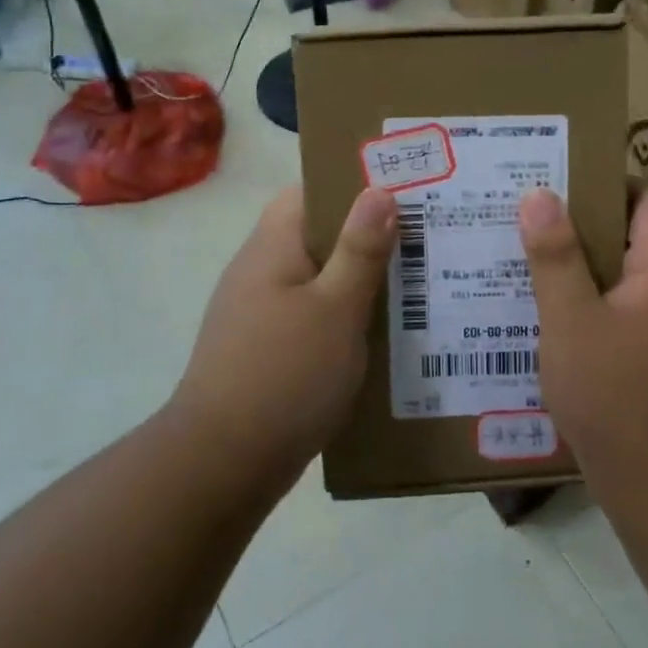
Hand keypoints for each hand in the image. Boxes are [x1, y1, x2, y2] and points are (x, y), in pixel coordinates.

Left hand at [173, 185, 396, 481]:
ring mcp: (262, 312)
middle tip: (425, 235)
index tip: (404, 187)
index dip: (353, 183)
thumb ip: (360, 250)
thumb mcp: (335, 309)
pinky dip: (348, 316)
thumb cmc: (284, 375)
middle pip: (320, 235)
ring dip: (362, 278)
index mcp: (272, 247)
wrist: (223, 465)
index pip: (310, 192)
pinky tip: (385, 332)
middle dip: (370, 234)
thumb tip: (379, 189)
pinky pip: (316, 316)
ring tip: (418, 280)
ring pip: (321, 279)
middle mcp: (262, 271)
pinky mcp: (269, 350)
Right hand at [520, 187, 647, 500]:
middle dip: (578, 225)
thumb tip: (539, 195)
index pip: (643, 197)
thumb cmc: (617, 396)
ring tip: (525, 258)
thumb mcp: (572, 321)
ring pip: (625, 274)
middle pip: (632, 233)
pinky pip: (627, 307)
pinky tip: (549, 312)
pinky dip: (593, 301)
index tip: (548, 183)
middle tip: (523, 220)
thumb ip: (555, 255)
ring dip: (581, 266)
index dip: (598, 184)